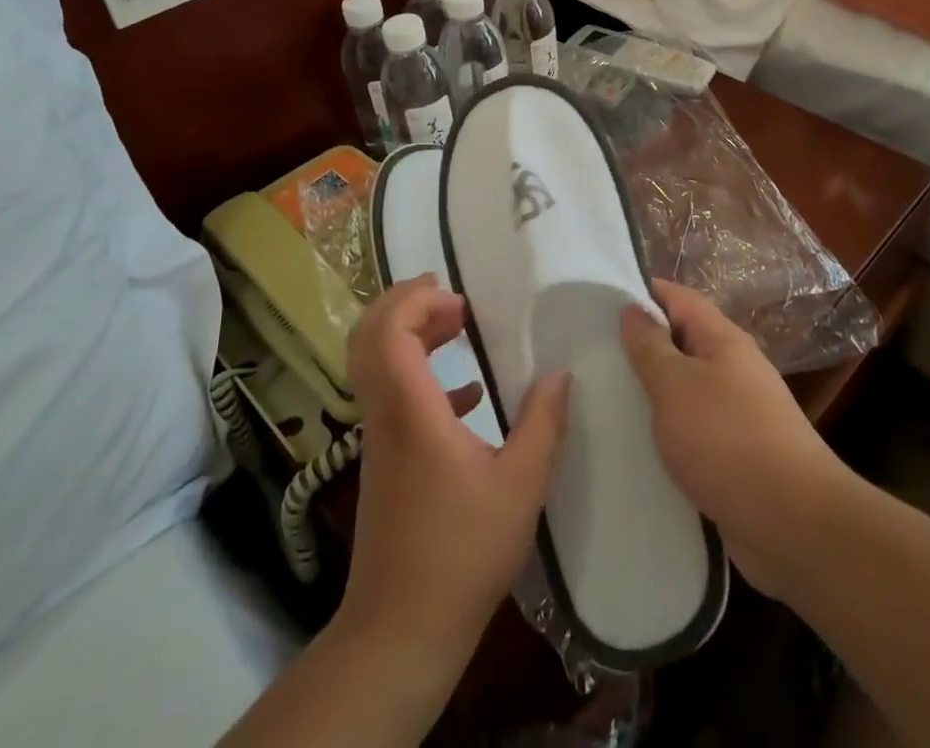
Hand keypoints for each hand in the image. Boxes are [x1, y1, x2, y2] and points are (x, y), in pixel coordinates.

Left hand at [341, 277, 571, 666]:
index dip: (414, 300)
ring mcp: (380, 438)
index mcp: (411, 411)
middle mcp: (385, 415)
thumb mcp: (521, 486)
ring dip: (413, 335)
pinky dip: (423, 377)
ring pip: (378, 364)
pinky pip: (393, 397)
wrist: (402, 629)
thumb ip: (544, 424)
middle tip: (453, 300)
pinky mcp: (386, 461)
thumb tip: (560, 373)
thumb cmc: (462, 553)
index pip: (387, 331)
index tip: (458, 299)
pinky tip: (469, 395)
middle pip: (368, 337)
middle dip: (405, 304)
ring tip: (460, 328)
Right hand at [620, 279, 848, 598]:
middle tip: (592, 354)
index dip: (642, 293)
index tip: (600, 301)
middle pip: (681, 343)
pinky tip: (636, 447)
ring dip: (651, 393)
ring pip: (685, 390)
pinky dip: (666, 433)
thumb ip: (650, 347)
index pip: (678, 298)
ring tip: (603, 399)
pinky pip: (692, 432)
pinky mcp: (736, 457)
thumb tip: (632, 309)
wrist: (793, 526)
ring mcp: (738, 414)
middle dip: (641, 346)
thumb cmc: (727, 440)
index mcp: (723, 340)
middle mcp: (733, 369)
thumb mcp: (676, 385)